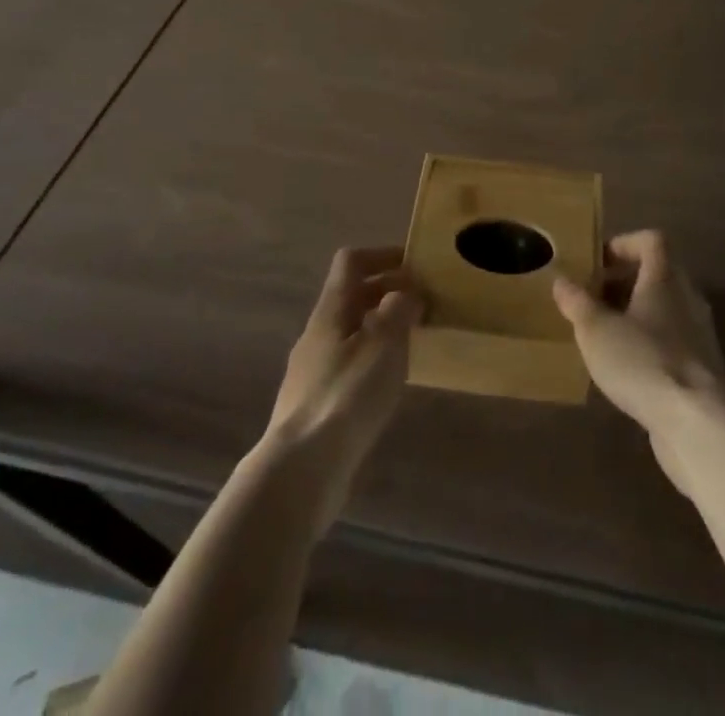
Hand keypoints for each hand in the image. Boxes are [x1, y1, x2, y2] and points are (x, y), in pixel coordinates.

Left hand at [264, 246, 422, 529]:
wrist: (301, 470)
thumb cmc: (347, 394)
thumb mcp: (384, 342)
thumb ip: (398, 309)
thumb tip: (404, 293)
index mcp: (331, 310)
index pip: (351, 262)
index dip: (382, 254)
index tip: (415, 263)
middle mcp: (317, 334)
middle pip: (350, 297)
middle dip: (387, 292)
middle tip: (423, 302)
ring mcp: (312, 371)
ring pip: (350, 332)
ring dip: (381, 328)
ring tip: (413, 342)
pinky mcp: (315, 406)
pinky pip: (348, 366)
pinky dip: (372, 361)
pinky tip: (389, 384)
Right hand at [553, 230, 724, 491]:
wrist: (697, 422)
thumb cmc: (643, 361)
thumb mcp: (596, 329)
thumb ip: (577, 302)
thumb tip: (562, 280)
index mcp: (665, 277)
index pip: (652, 241)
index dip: (625, 244)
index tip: (598, 262)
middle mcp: (688, 297)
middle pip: (659, 274)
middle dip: (625, 282)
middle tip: (594, 299)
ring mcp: (699, 334)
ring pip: (665, 309)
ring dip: (636, 315)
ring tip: (605, 335)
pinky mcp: (703, 368)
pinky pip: (672, 341)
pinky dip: (649, 344)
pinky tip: (627, 368)